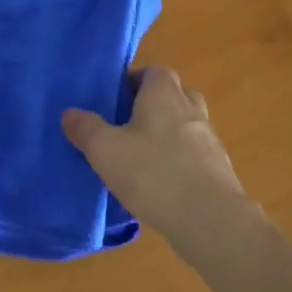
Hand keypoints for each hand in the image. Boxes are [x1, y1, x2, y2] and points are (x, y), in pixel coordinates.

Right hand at [62, 66, 250, 254]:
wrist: (211, 221)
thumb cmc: (153, 173)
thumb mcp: (105, 150)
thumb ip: (86, 128)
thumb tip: (70, 113)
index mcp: (164, 95)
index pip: (155, 70)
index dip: (135, 80)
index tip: (116, 100)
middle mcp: (191, 109)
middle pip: (174, 95)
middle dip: (153, 105)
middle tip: (128, 125)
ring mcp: (210, 141)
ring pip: (187, 126)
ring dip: (167, 135)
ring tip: (141, 158)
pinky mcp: (220, 171)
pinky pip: (195, 155)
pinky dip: (180, 162)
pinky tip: (161, 185)